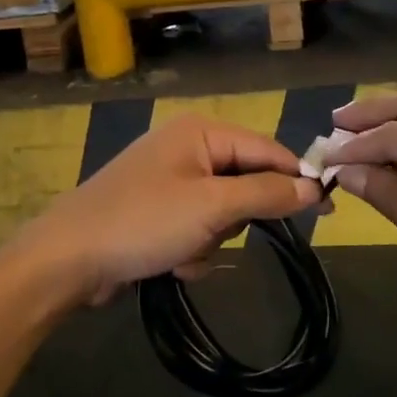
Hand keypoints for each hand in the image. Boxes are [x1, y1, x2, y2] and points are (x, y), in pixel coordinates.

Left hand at [20, 115, 322, 304]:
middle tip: (216, 231)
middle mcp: (185, 150)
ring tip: (183, 250)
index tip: (327, 209)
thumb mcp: (212, 206)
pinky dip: (190, 251)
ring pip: (222, 215)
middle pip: (244, 184)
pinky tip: (168, 263)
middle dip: (235, 219)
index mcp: (199, 132)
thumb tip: (313, 186)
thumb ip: (266, 193)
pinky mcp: (156, 214)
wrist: (69, 259)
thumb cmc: (143, 222)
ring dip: (210, 240)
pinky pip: (196, 231)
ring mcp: (168, 183)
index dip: (296, 178)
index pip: (266, 149)